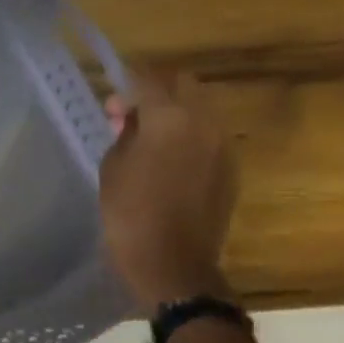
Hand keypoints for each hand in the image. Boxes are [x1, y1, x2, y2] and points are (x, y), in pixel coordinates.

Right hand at [99, 70, 237, 312]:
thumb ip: (125, 133)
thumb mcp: (114, 166)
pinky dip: (190, 137)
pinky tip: (169, 161)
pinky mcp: (231, 169)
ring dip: (177, 114)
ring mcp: (223, 146)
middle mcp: (204, 123)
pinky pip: (210, 137)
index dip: (127, 84)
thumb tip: (134, 119)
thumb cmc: (129, 212)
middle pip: (185, 85)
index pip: (149, 80)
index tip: (112, 101)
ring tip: (151, 139)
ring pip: (202, 110)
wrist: (172, 262)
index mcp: (170, 118)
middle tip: (133, 114)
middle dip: (158, 91)